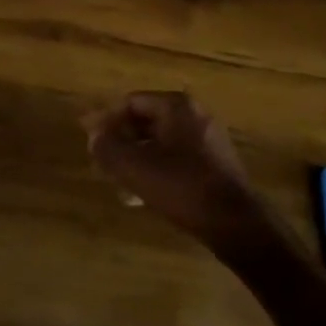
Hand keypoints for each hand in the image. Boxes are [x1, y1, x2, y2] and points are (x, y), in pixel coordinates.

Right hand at [84, 92, 265, 244]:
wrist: (236, 224)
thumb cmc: (182, 186)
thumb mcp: (135, 167)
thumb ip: (107, 148)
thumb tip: (93, 136)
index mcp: (177, 106)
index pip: (131, 102)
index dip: (106, 120)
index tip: (90, 141)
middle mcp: (195, 115)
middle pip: (146, 120)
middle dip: (121, 140)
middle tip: (101, 160)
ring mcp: (208, 140)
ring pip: (160, 142)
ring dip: (136, 157)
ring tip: (118, 180)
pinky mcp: (215, 165)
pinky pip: (176, 158)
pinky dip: (156, 169)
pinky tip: (143, 193)